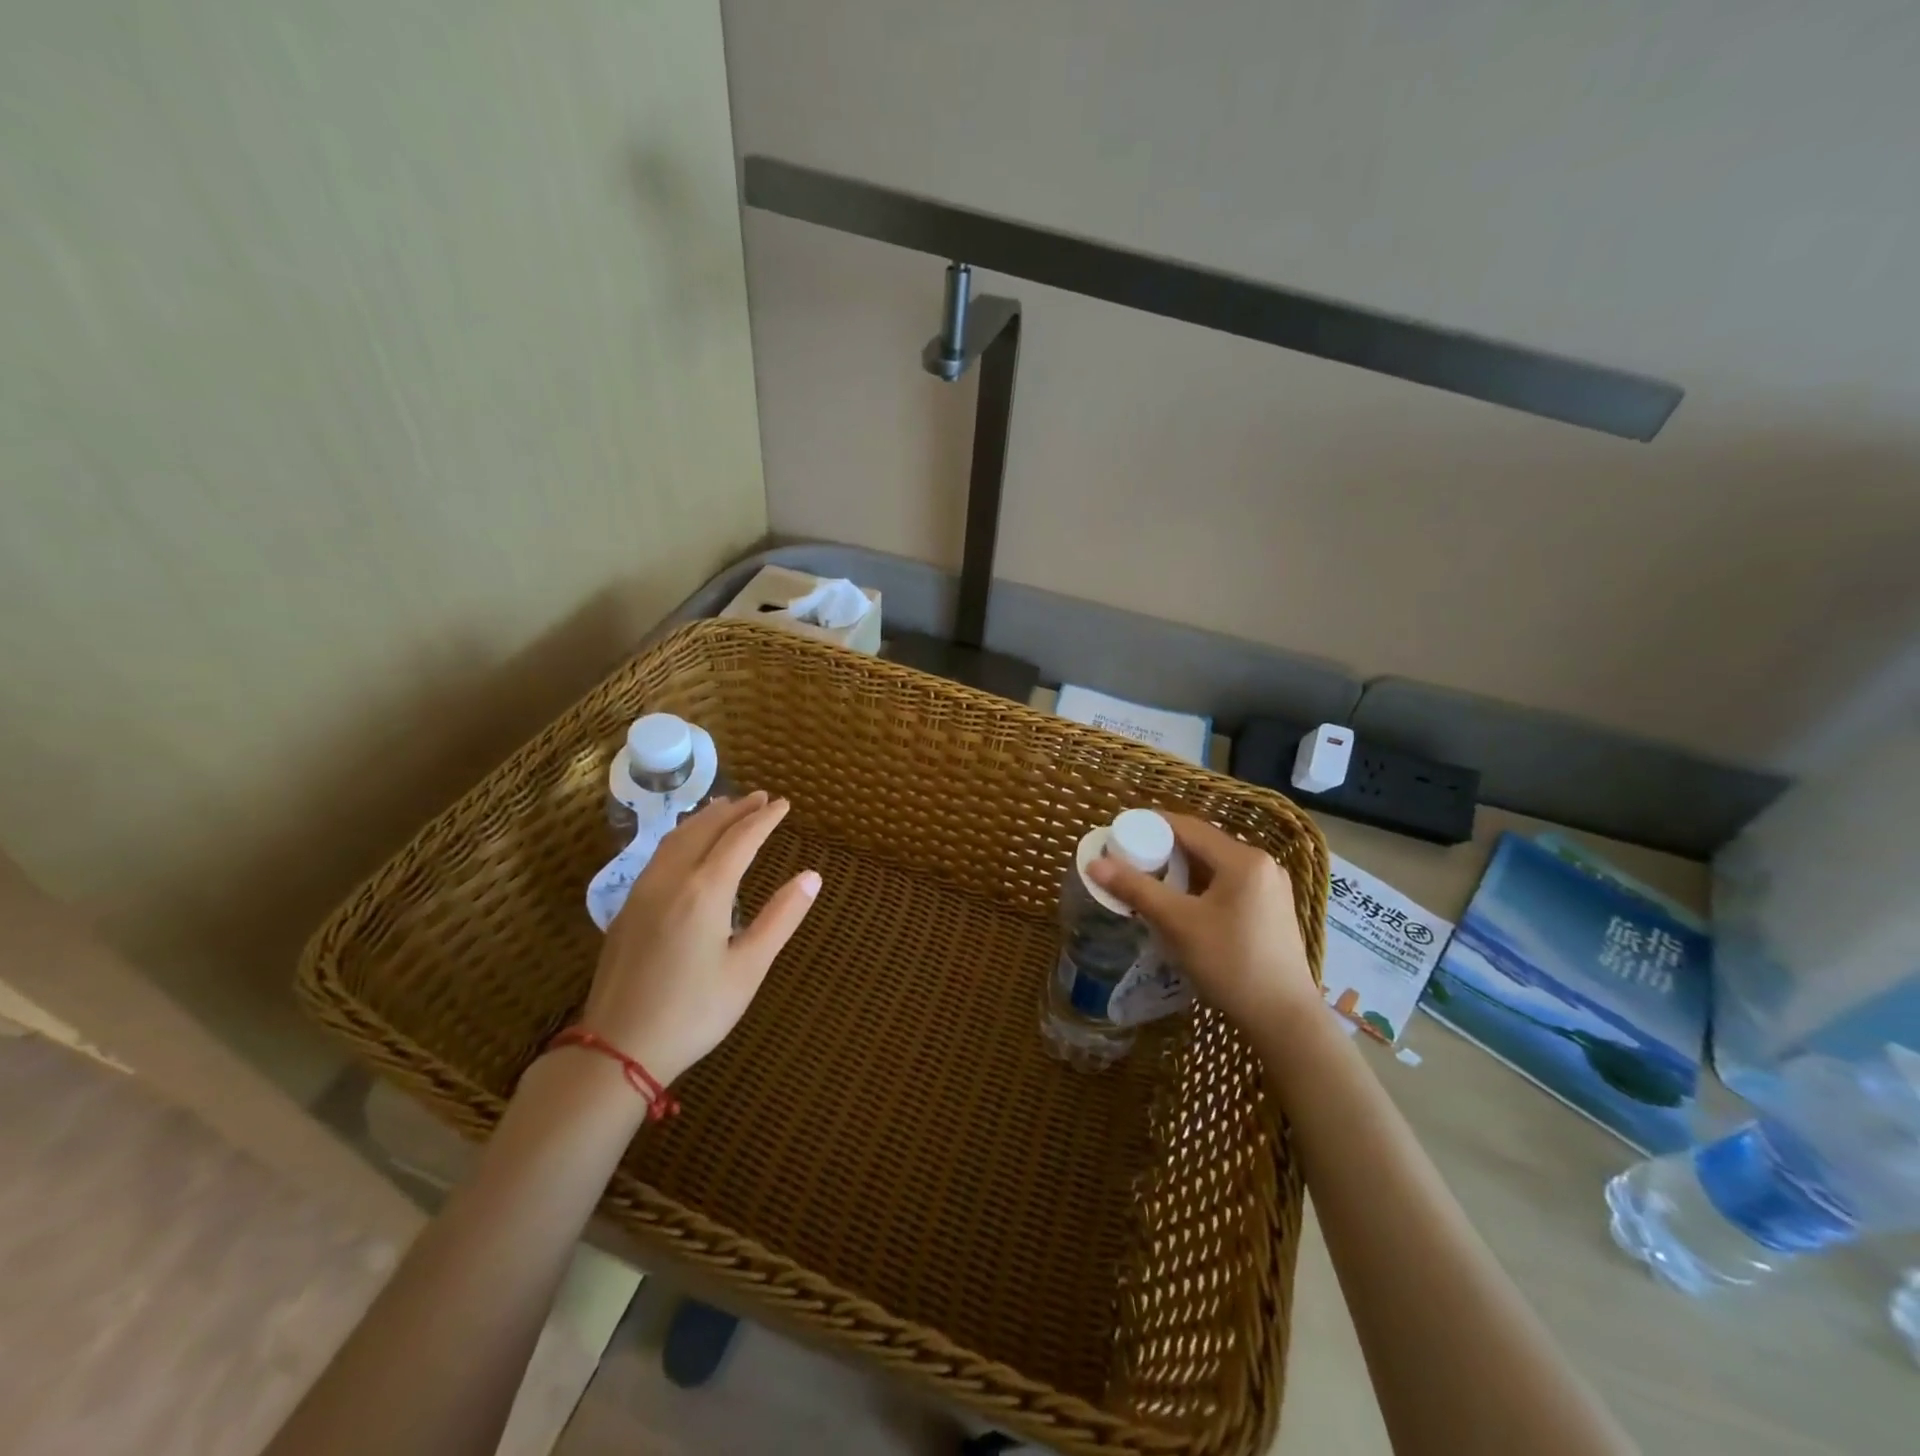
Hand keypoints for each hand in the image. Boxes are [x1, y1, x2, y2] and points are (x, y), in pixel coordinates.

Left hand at [581, 792, 819, 1086]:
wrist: (616, 1048)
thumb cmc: (694, 1011)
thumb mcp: (749, 968)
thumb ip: (781, 918)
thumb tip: (812, 876)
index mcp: (705, 891)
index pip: (741, 839)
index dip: (765, 819)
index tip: (786, 804)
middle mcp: (671, 880)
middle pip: (705, 828)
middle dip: (735, 809)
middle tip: (761, 798)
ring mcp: (643, 892)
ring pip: (676, 838)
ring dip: (706, 818)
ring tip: (727, 807)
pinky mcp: (627, 908)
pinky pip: (659, 854)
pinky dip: (683, 835)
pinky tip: (688, 844)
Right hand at [1087, 814, 1318, 1039]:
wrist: (1284, 1020)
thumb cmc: (1230, 964)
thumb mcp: (1178, 924)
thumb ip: (1136, 889)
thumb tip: (1094, 864)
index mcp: (1243, 859)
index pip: (1187, 827)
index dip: (1150, 826)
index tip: (1118, 835)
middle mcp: (1262, 864)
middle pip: (1202, 845)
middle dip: (1163, 851)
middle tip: (1128, 863)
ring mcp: (1271, 888)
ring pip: (1215, 867)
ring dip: (1181, 871)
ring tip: (1148, 884)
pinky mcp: (1272, 909)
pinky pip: (1228, 885)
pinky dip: (1201, 888)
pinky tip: (1182, 906)